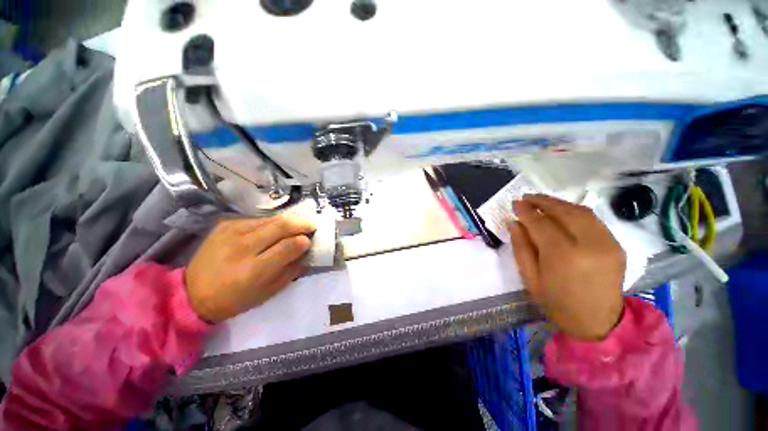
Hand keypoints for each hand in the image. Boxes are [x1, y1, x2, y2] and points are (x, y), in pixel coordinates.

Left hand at [185, 216, 315, 322]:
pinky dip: (271, 223)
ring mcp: (231, 233)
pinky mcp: (224, 225)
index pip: (288, 246)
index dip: (303, 241)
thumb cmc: (235, 299)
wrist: (192, 293)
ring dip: (288, 221)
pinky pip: (256, 219)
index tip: (310, 240)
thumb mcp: (269, 292)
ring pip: (270, 219)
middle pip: (281, 226)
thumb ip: (291, 270)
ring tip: (296, 226)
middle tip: (311, 225)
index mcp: (254, 270)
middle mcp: (242, 247)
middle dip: (301, 224)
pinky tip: (273, 229)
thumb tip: (306, 251)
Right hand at [508, 194, 625, 340]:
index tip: (515, 203)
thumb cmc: (557, 303)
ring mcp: (607, 243)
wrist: (598, 323)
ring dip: (558, 203)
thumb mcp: (530, 278)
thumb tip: (515, 223)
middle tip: (526, 197)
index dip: (526, 211)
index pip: (541, 224)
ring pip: (581, 211)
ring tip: (541, 202)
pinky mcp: (616, 245)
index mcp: (563, 257)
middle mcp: (589, 245)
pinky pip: (593, 220)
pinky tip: (561, 212)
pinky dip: (574, 211)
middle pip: (564, 212)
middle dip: (542, 201)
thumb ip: (521, 248)